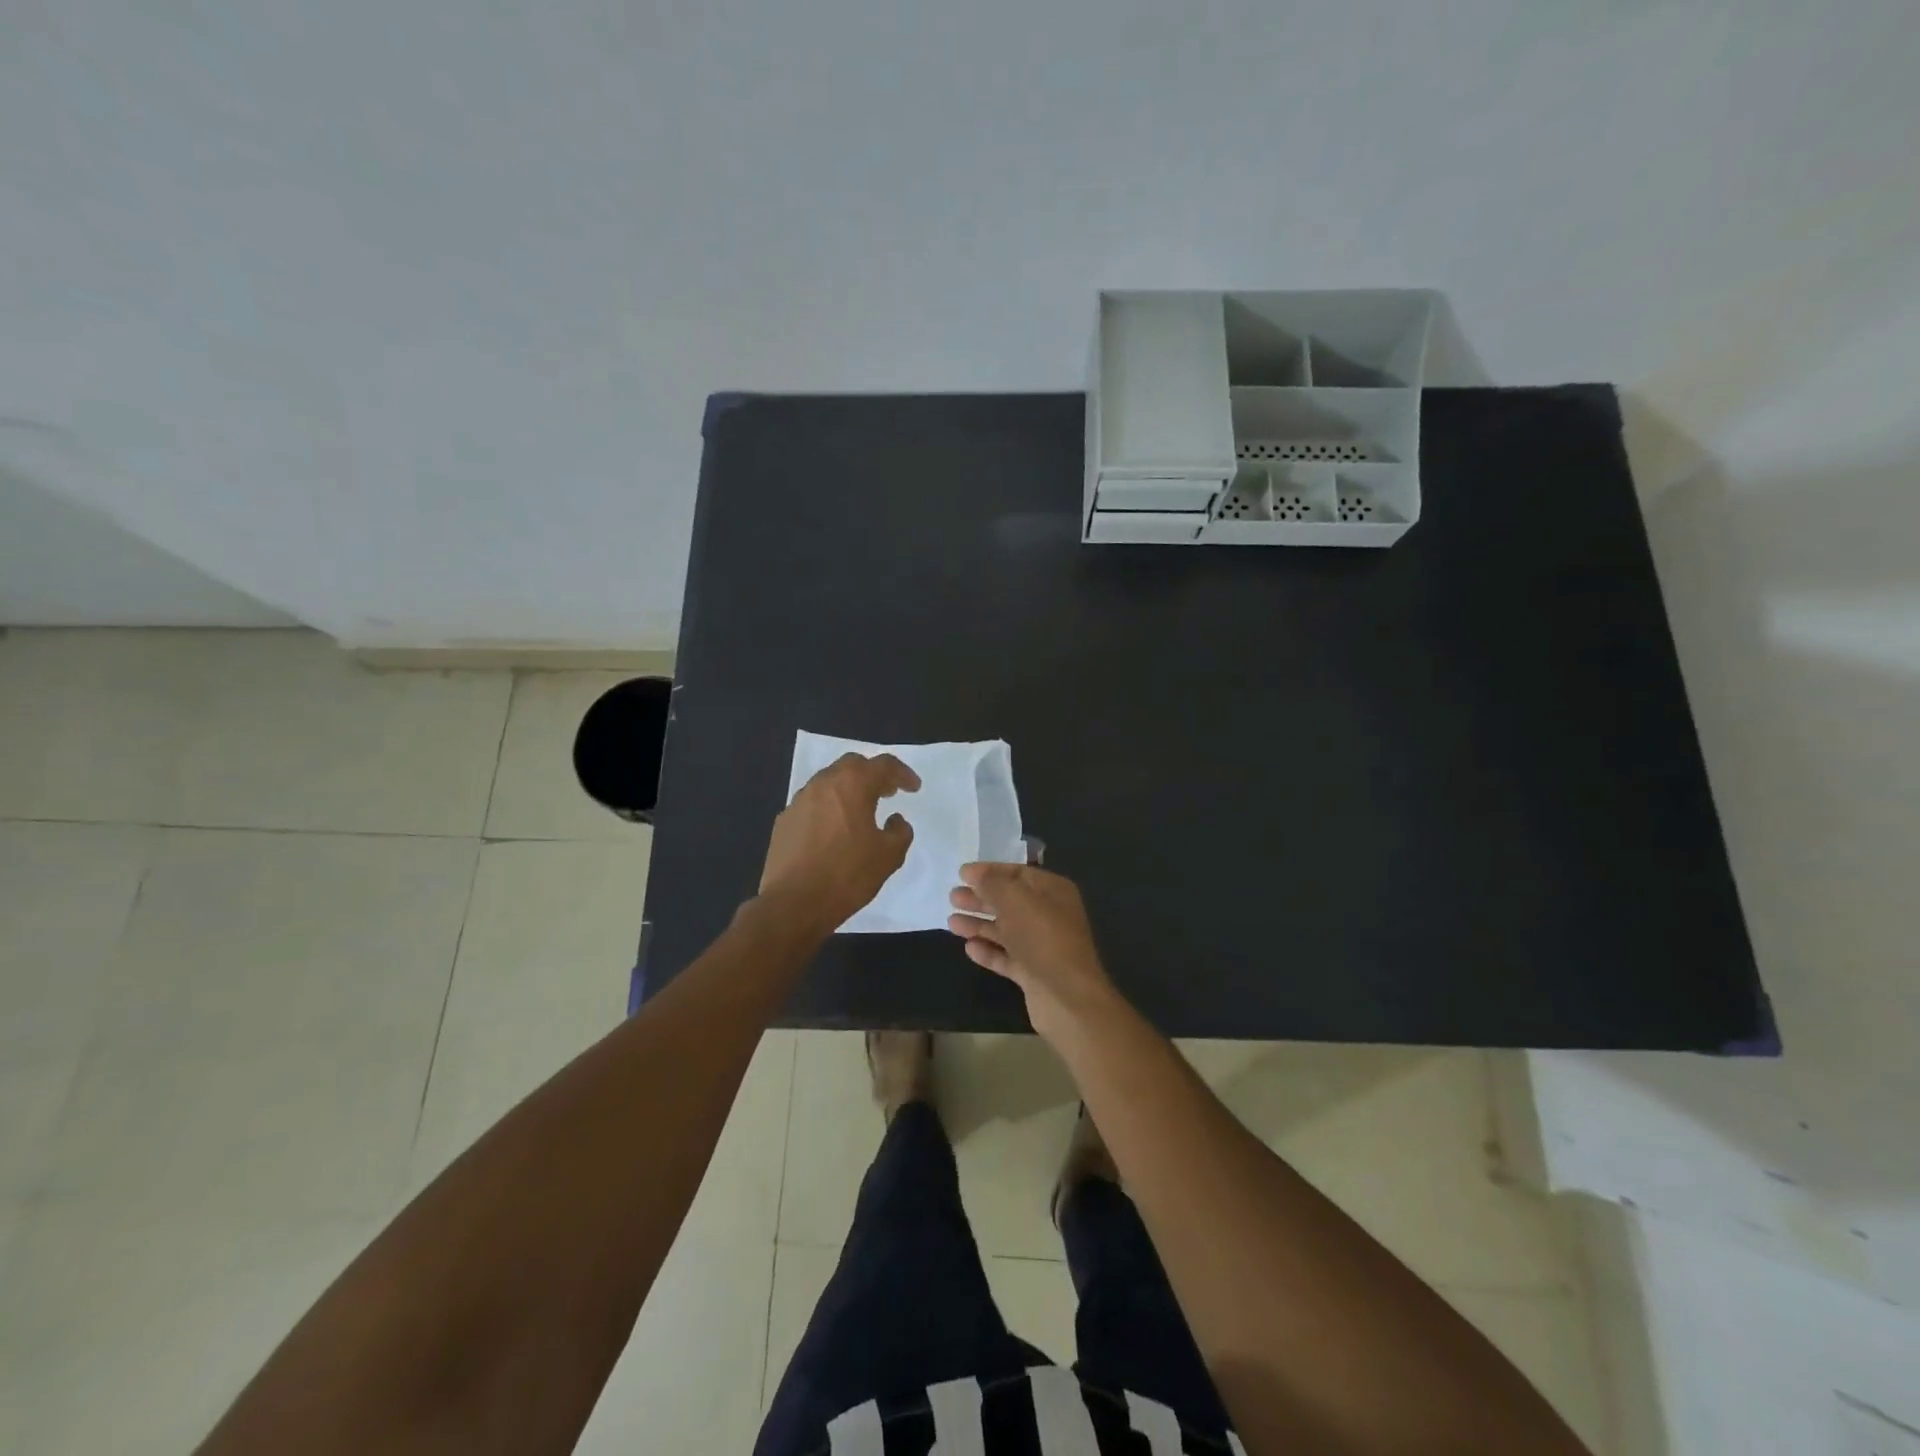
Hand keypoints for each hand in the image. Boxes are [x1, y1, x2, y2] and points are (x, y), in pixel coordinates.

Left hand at [760, 753, 919, 933]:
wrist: (793, 903)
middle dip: (873, 774)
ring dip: (849, 789)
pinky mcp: (784, 820)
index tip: (913, 787)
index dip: (902, 773)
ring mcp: (799, 801)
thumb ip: (900, 831)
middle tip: (888, 792)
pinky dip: (829, 807)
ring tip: (861, 810)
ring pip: (829, 782)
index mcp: (852, 785)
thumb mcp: (889, 856)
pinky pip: (813, 803)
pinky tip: (834, 830)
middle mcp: (823, 784)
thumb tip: (895, 820)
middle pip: (852, 765)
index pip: (883, 765)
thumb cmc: (847, 875)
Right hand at [947, 863, 1116, 1040]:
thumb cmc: (1042, 938)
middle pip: (1010, 902)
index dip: (989, 871)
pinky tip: (969, 948)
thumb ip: (992, 883)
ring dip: (979, 925)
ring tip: (951, 923)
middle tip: (952, 897)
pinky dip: (988, 951)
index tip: (961, 873)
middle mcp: (1050, 916)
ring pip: (1006, 930)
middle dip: (981, 898)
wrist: (1067, 997)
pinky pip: (1007, 957)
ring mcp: (1042, 946)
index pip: (1018, 873)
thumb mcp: (1015, 900)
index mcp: (1053, 892)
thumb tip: (974, 872)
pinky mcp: (1033, 974)